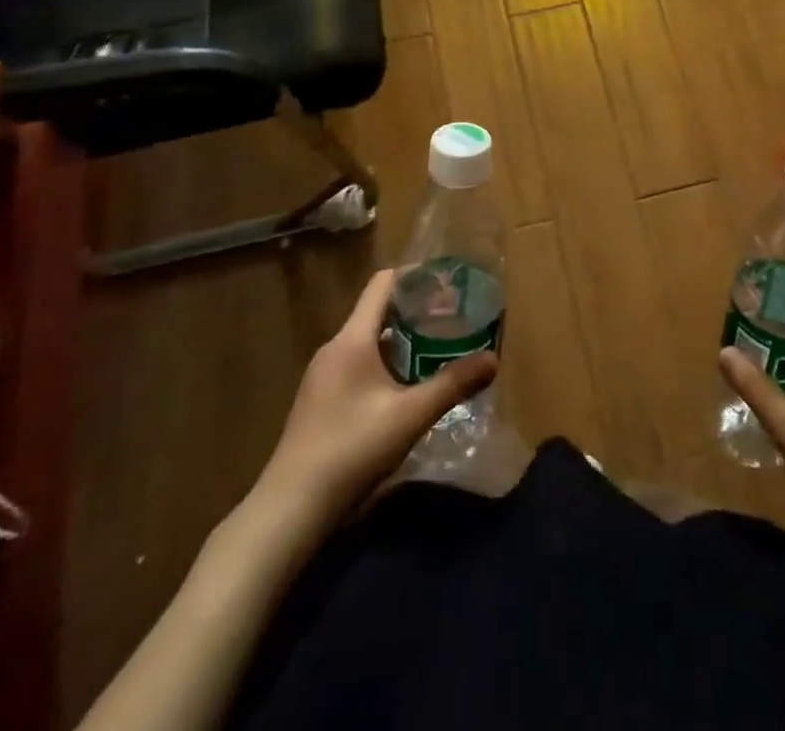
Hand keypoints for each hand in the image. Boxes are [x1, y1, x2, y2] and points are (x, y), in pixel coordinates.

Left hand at [256, 269, 496, 526]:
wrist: (290, 509)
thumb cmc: (351, 450)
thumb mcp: (410, 416)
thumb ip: (452, 384)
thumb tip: (493, 359)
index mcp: (352, 339)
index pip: (383, 284)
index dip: (416, 276)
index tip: (447, 282)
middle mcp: (334, 348)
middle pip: (378, 312)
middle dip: (416, 311)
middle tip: (453, 319)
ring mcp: (323, 376)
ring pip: (369, 341)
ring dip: (402, 341)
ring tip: (437, 350)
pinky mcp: (320, 401)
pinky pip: (358, 365)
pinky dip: (385, 364)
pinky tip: (405, 388)